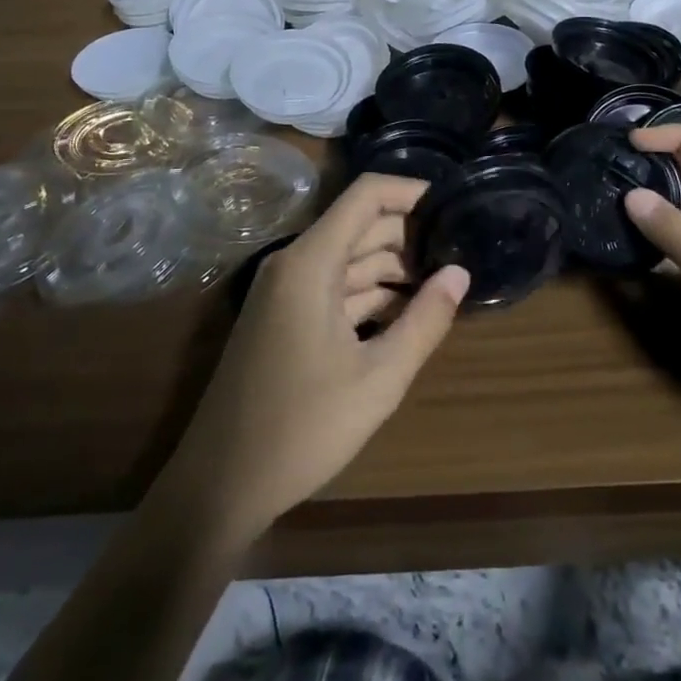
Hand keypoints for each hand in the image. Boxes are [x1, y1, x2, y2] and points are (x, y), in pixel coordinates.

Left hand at [164, 174, 469, 544]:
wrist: (217, 488)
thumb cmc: (301, 429)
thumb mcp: (378, 379)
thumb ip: (425, 321)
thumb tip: (461, 273)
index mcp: (310, 262)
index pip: (367, 195)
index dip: (412, 192)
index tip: (455, 206)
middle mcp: (295, 263)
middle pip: (361, 225)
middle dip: (411, 234)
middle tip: (462, 251)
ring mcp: (287, 291)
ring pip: (350, 258)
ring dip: (395, 267)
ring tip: (445, 281)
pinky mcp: (285, 317)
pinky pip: (335, 286)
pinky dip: (372, 292)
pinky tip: (409, 312)